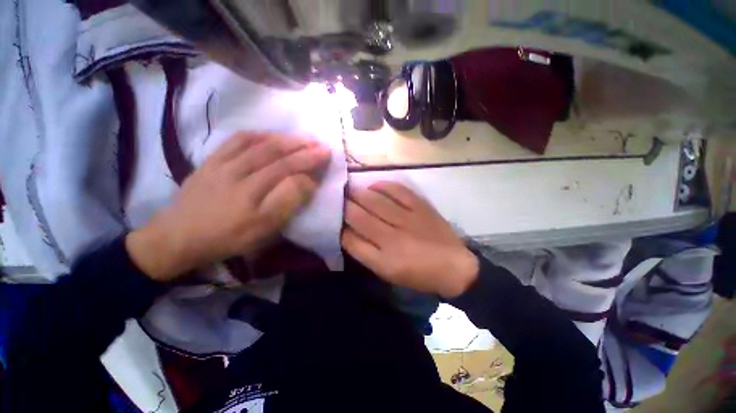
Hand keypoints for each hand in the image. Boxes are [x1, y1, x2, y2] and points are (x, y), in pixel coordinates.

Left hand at [126, 132, 330, 280]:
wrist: (179, 236)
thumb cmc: (229, 237)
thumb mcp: (264, 230)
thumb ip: (287, 203)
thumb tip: (306, 181)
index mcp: (252, 195)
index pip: (288, 171)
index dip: (309, 162)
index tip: (325, 156)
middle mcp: (238, 174)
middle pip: (275, 154)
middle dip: (302, 147)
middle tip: (321, 143)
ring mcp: (222, 164)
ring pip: (258, 144)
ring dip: (284, 138)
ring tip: (303, 138)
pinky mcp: (210, 160)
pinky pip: (235, 140)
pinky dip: (257, 134)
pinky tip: (270, 134)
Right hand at [342, 181, 478, 297]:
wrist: (454, 266)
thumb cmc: (417, 274)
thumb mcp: (387, 272)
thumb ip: (365, 253)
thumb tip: (347, 233)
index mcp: (383, 260)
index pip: (351, 240)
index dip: (339, 227)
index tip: (333, 218)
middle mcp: (392, 238)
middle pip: (359, 216)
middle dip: (344, 206)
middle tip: (336, 198)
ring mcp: (407, 219)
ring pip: (375, 201)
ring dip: (358, 194)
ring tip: (349, 189)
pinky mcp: (421, 207)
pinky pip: (398, 191)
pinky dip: (383, 185)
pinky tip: (374, 185)